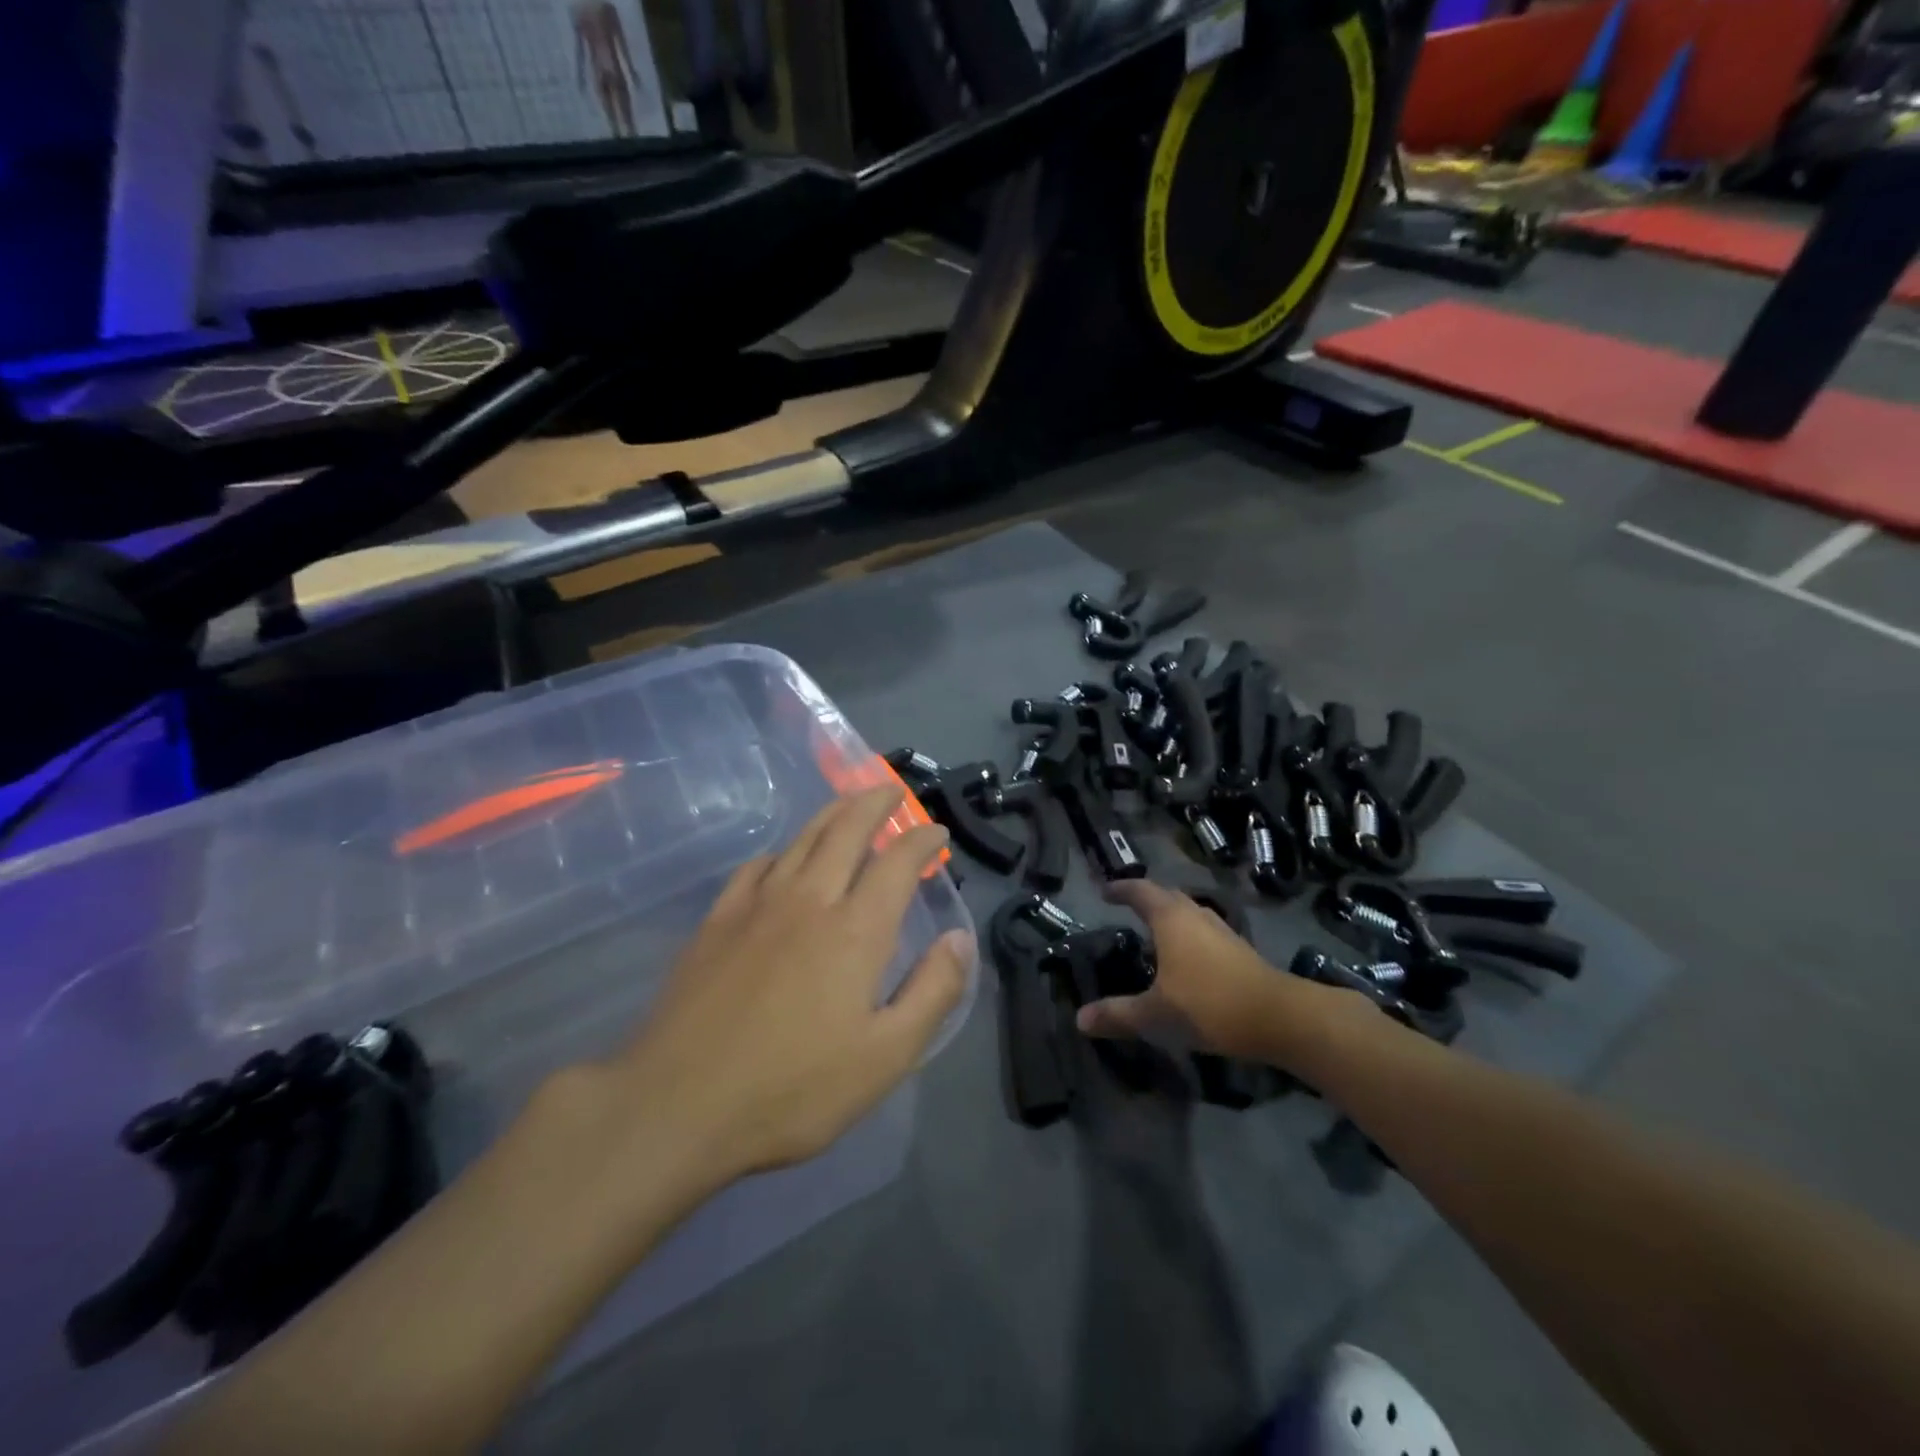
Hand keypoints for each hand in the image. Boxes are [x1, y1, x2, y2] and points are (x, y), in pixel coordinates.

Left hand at [608, 786, 971, 1184]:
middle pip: (846, 830)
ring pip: (802, 839)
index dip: (921, 839)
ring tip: (848, 804)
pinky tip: (782, 860)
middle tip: (891, 791)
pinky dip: (782, 851)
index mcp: (855, 930)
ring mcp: (756, 905)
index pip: (897, 862)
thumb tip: (959, 938)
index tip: (936, 832)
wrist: (676, 1104)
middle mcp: (809, 900)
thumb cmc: (792, 1089)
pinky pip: (757, 866)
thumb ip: (932, 992)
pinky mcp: (716, 920)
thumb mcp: (884, 1058)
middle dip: (874, 803)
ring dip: (831, 814)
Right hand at [1075, 880, 1317, 1062]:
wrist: (1280, 1018)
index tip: (1103, 892)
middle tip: (1126, 908)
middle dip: (1145, 898)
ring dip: (1169, 915)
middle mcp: (1195, 914)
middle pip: (1166, 895)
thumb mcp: (1156, 1014)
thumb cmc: (1209, 1004)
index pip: (1139, 890)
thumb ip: (1118, 1014)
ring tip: (1152, 932)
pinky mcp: (1239, 948)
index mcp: (1170, 918)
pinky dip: (1187, 934)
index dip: (1120, 889)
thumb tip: (1079, 1020)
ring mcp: (1221, 930)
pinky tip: (1185, 958)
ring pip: (1188, 912)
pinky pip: (1203, 930)